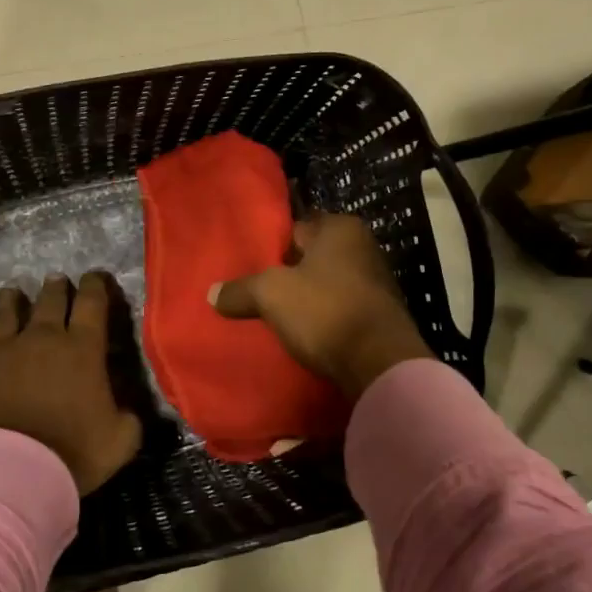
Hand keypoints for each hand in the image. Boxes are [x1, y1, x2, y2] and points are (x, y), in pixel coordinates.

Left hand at [0, 272, 143, 495]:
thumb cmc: (71, 454)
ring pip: (5, 311)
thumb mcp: (121, 440)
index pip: (92, 303)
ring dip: (11, 299)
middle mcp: (41, 338)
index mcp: (82, 349)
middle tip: (57, 280)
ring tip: (11, 292)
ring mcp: (0, 349)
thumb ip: (128, 417)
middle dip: (56, 288)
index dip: (95, 285)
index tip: (95, 277)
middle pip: (49, 300)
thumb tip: (126, 408)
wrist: (8, 472)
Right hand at [210, 214, 432, 400]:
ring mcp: (375, 283)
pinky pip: (339, 310)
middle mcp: (363, 247)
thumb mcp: (271, 294)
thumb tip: (212, 294)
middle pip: (310, 258)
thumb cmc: (325, 311)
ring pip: (325, 286)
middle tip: (257, 293)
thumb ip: (240, 290)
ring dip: (305, 300)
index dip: (271, 249)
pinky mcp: (379, 316)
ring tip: (276, 317)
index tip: (250, 268)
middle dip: (288, 275)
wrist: (379, 363)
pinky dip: (323, 320)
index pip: (295, 229)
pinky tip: (305, 335)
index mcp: (341, 228)